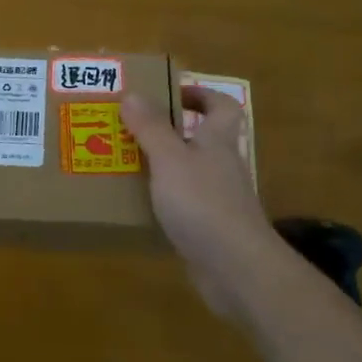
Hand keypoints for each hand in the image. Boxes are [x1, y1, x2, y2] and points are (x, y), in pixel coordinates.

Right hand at [121, 87, 286, 318]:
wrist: (236, 268)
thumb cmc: (203, 203)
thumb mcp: (169, 159)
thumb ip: (151, 128)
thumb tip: (133, 94)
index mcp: (217, 142)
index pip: (222, 107)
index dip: (201, 95)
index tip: (171, 93)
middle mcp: (222, 167)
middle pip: (202, 139)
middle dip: (170, 131)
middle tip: (133, 128)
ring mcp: (218, 200)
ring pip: (190, 173)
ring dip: (163, 167)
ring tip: (125, 164)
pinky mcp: (210, 230)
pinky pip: (184, 206)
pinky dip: (163, 202)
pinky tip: (137, 207)